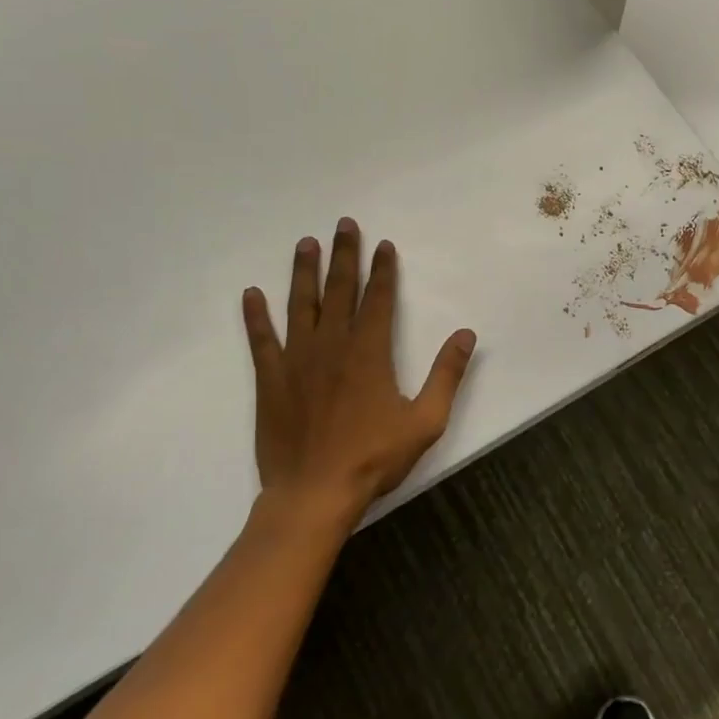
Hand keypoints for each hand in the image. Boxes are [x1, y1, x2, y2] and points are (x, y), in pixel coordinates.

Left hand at [241, 218, 476, 522]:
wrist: (314, 494)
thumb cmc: (374, 457)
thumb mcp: (425, 420)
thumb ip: (446, 374)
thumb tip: (466, 334)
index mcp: (370, 352)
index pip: (378, 299)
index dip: (382, 270)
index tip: (384, 245)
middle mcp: (332, 345)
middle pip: (340, 290)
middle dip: (345, 255)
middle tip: (344, 224)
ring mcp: (297, 360)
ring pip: (301, 305)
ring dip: (304, 272)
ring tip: (306, 243)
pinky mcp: (270, 380)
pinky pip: (261, 340)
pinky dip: (256, 316)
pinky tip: (252, 294)